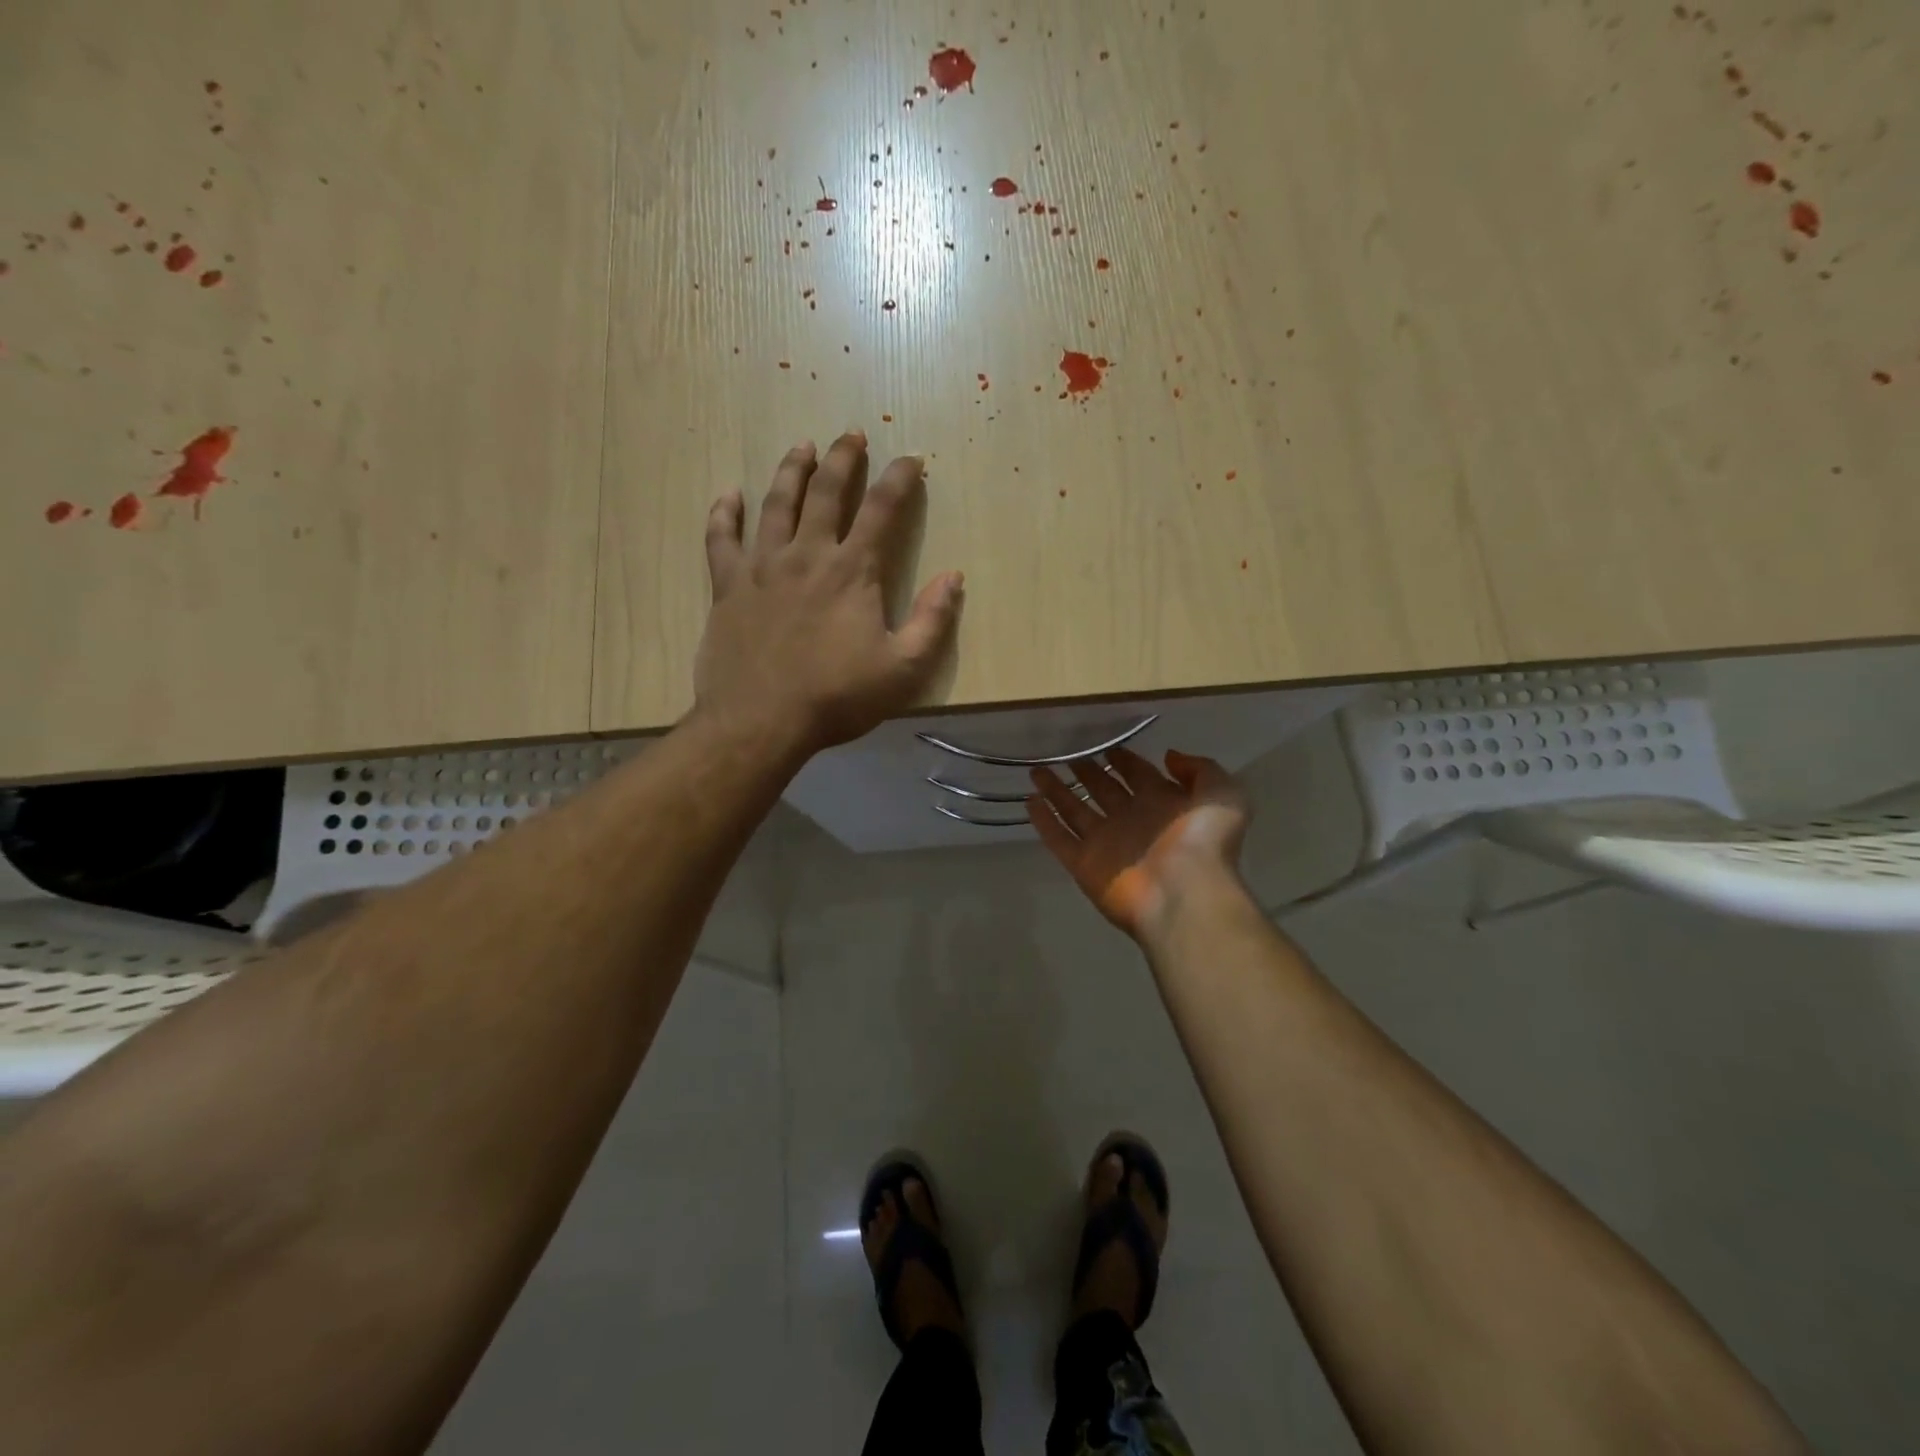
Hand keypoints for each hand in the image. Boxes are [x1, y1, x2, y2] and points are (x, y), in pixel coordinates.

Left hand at [695, 432, 963, 757]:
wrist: (760, 721)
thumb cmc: (836, 697)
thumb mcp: (903, 669)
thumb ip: (933, 621)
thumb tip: (953, 577)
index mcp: (853, 571)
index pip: (883, 509)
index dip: (900, 479)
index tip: (911, 458)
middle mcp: (807, 555)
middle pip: (826, 491)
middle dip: (843, 458)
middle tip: (851, 434)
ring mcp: (761, 567)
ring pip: (776, 504)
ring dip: (791, 471)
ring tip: (802, 446)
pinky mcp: (727, 586)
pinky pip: (721, 538)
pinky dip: (724, 513)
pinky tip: (729, 495)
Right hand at [1028, 747, 1249, 941]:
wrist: (1185, 895)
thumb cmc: (1204, 843)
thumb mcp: (1222, 795)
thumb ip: (1200, 770)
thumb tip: (1169, 756)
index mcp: (1163, 804)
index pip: (1139, 775)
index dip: (1125, 760)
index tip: (1107, 746)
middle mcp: (1132, 821)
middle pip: (1104, 790)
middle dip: (1088, 772)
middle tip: (1068, 755)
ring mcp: (1106, 844)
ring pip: (1075, 811)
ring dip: (1058, 791)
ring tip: (1037, 771)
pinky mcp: (1084, 865)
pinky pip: (1058, 839)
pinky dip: (1044, 822)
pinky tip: (1029, 802)